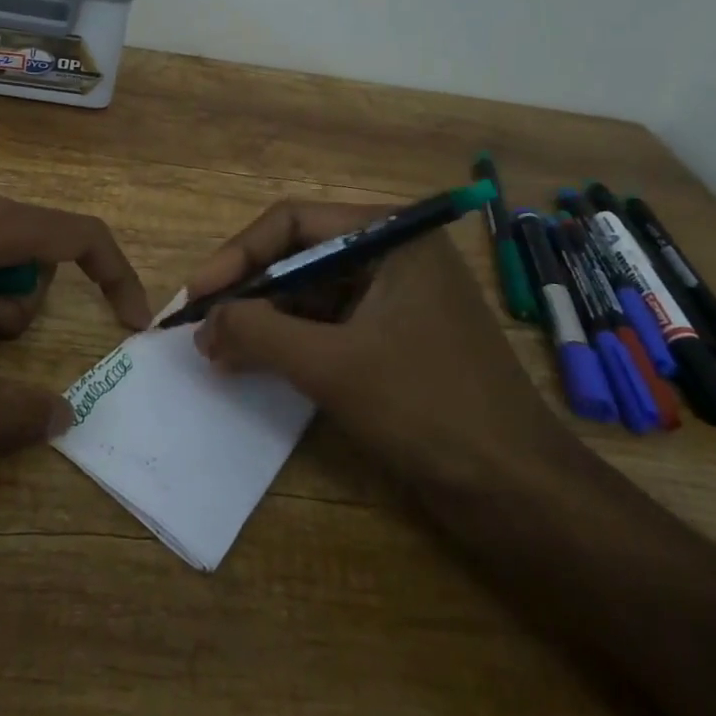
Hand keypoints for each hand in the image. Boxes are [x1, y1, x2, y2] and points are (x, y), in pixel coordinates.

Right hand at [184, 201, 571, 488]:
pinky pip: (328, 326)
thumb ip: (258, 332)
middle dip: (248, 291)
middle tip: (201, 327)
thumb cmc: (427, 408)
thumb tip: (204, 322)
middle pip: (299, 256)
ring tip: (217, 351)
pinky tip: (253, 364)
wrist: (519, 492)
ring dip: (263, 320)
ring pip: (310, 294)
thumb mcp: (331, 365)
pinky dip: (289, 342)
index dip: (237, 255)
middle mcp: (393, 256)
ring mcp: (397, 299)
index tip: (196, 295)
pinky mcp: (395, 339)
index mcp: (390, 237)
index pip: (293, 222)